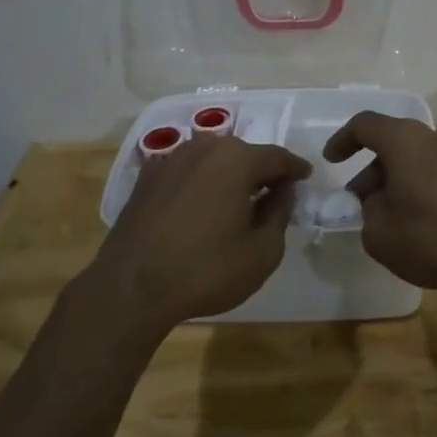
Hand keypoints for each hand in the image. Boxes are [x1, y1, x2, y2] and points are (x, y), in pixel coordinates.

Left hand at [92, 135, 310, 328]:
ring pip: (213, 161)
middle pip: (244, 154)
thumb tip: (282, 191)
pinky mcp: (147, 178)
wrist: (130, 287)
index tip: (306, 176)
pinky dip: (201, 183)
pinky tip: (203, 206)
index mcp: (237, 159)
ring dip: (230, 176)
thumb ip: (280, 213)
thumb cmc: (206, 270)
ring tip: (239, 200)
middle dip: (261, 171)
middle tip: (274, 192)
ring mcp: (171, 160)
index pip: (277, 157)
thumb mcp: (263, 251)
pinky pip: (187, 172)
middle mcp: (204, 148)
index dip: (295, 169)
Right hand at [322, 113, 436, 291]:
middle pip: (393, 142)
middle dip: (372, 169)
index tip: (332, 161)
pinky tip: (425, 219)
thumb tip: (377, 202)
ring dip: (399, 178)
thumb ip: (367, 213)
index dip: (343, 140)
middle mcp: (434, 134)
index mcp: (404, 140)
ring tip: (392, 214)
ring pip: (418, 156)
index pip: (364, 124)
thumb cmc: (436, 237)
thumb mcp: (381, 235)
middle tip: (361, 201)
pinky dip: (424, 185)